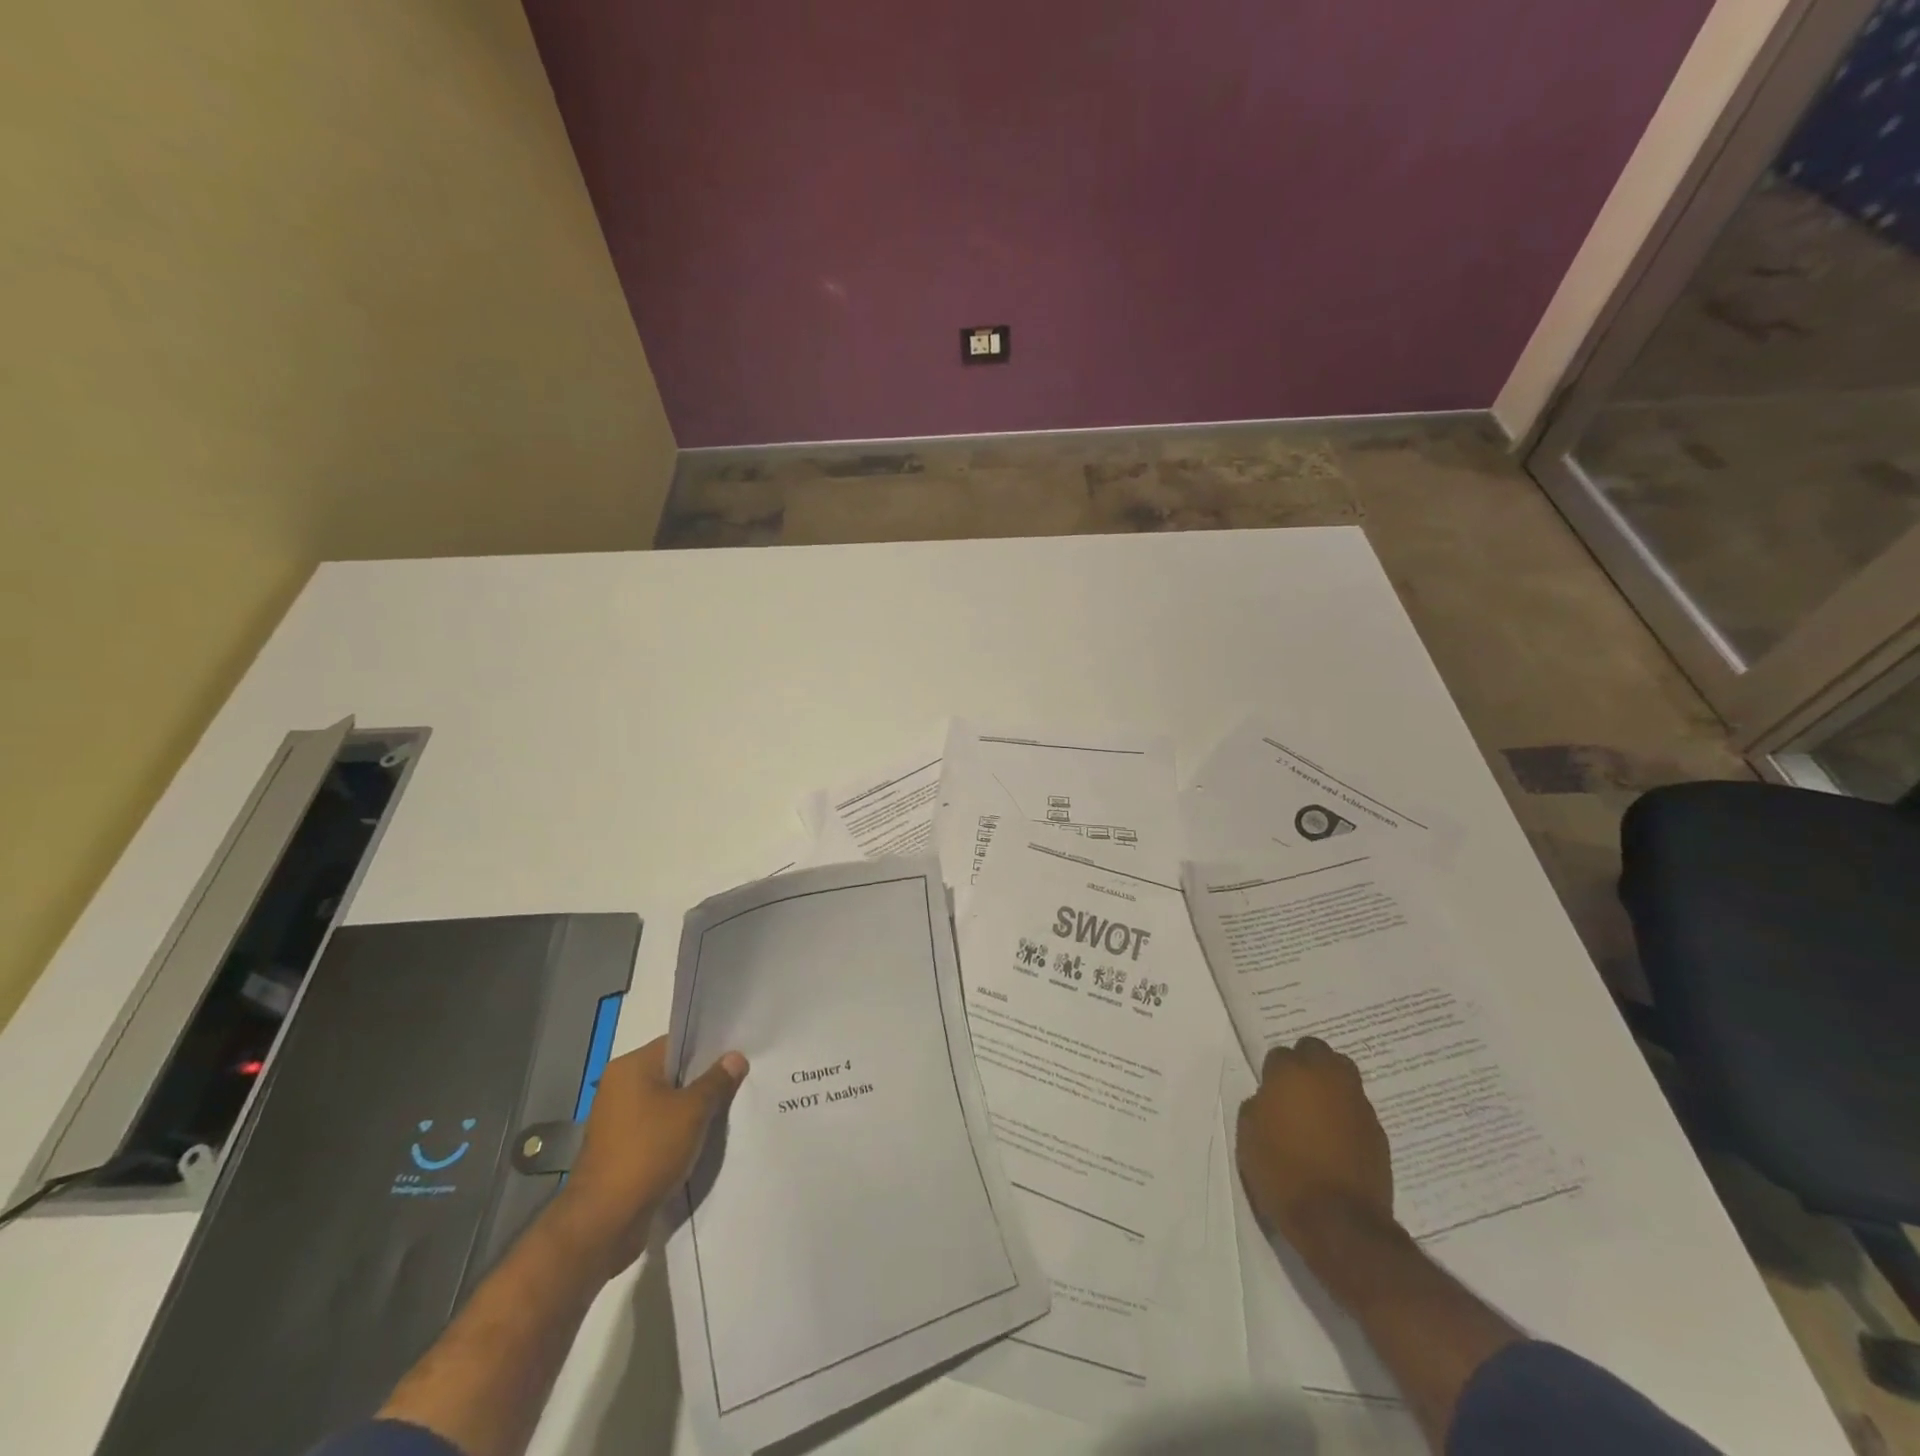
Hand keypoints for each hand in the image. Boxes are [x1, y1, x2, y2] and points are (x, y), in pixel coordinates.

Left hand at [546, 1036, 747, 1277]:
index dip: (708, 1048)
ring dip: (692, 1111)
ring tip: (726, 1112)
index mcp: (630, 1067)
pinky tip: (703, 1141)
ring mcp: (617, 1120)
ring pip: (666, 1104)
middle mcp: (619, 1087)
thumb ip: (716, 1081)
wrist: (605, 1221)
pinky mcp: (620, 1150)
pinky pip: (657, 1130)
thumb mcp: (692, 1112)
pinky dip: (678, 1133)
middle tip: (739, 1083)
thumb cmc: (648, 1151)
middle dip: (703, 1081)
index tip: (737, 1056)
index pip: (676, 1043)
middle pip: (672, 1074)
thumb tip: (735, 1057)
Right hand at [1237, 1036, 1394, 1252]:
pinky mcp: (1378, 1131)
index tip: (1270, 1093)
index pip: (1280, 1054)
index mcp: (1291, 1073)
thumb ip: (1258, 1105)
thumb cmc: (1282, 1172)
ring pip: (1343, 1074)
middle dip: (1306, 1064)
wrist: (1338, 1222)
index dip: (1273, 1073)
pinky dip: (1346, 1115)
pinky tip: (1337, 1140)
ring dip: (1330, 1085)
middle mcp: (1328, 1077)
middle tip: (1295, 1092)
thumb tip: (1271, 1100)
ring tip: (1318, 1112)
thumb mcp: (1249, 1134)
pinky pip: (1357, 1109)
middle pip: (1317, 1051)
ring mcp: (1357, 1103)